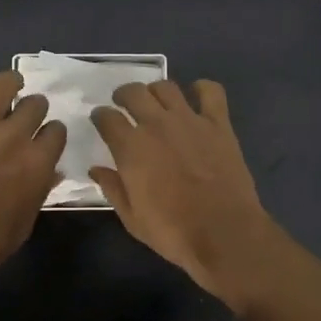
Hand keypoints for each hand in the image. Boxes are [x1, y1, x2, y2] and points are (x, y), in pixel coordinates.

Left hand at [0, 70, 66, 289]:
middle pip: (35, 104)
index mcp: (37, 164)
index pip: (57, 131)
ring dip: (11, 83)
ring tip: (11, 86)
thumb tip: (52, 172)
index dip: (53, 133)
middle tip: (27, 118)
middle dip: (36, 109)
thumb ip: (40, 192)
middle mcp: (13, 138)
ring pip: (2, 85)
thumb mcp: (24, 224)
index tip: (47, 139)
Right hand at [90, 80, 283, 308]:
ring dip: (155, 91)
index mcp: (130, 147)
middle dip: (123, 95)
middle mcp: (156, 124)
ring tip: (155, 102)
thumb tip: (96, 169)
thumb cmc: (172, 231)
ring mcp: (189, 120)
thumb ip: (112, 188)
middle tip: (124, 104)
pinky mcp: (218, 124)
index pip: (106, 117)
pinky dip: (201, 89)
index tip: (101, 120)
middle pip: (133, 92)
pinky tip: (196, 97)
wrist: (223, 233)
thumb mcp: (132, 218)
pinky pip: (210, 92)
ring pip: (166, 87)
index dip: (100, 116)